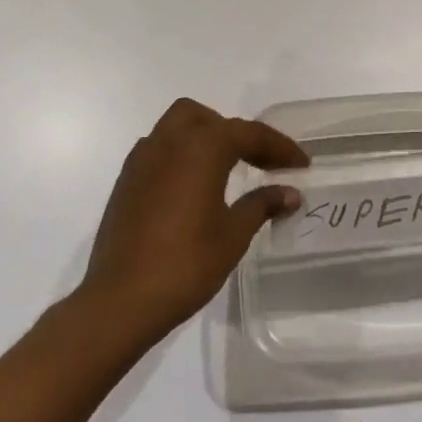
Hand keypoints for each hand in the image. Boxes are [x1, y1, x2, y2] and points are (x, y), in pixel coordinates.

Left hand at [79, 98, 308, 340]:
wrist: (119, 302)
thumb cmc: (185, 264)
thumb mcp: (233, 235)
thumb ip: (262, 204)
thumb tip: (290, 192)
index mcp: (202, 146)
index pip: (250, 134)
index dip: (280, 147)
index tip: (302, 164)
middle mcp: (170, 141)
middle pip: (209, 119)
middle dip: (237, 134)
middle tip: (260, 162)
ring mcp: (143, 158)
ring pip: (179, 126)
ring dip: (206, 137)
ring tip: (227, 169)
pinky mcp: (126, 180)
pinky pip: (160, 148)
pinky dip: (182, 154)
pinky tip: (192, 186)